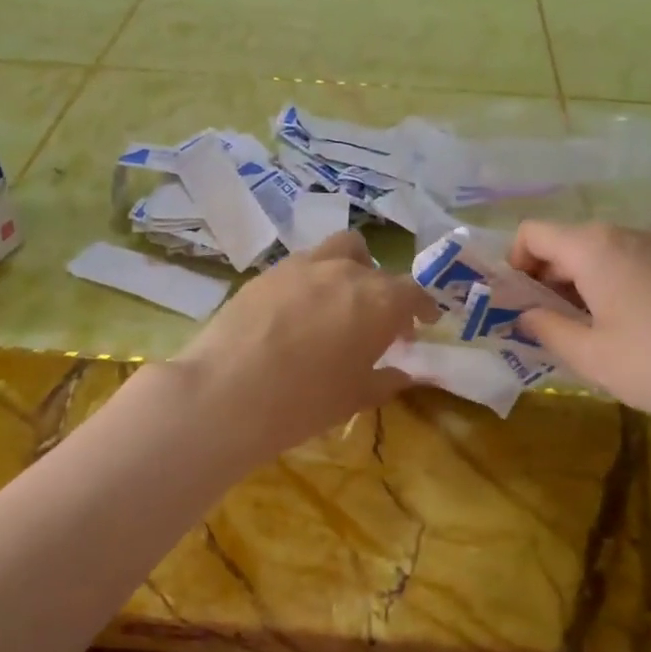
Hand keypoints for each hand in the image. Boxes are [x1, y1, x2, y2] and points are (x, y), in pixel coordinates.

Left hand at [171, 231, 437, 461]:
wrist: (227, 392)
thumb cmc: (304, 401)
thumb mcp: (354, 397)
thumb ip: (385, 380)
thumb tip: (403, 373)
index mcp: (379, 300)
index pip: (413, 292)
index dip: (421, 307)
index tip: (423, 322)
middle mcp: (346, 271)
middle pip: (376, 268)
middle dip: (385, 292)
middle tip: (378, 322)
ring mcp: (302, 265)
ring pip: (339, 250)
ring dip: (349, 269)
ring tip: (340, 301)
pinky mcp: (267, 272)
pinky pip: (301, 266)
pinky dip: (312, 280)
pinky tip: (298, 311)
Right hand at [510, 221, 650, 444]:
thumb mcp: (589, 354)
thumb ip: (546, 327)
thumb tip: (524, 314)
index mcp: (594, 246)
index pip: (532, 233)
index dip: (513, 264)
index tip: (516, 305)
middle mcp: (625, 232)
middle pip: (566, 243)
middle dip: (545, 280)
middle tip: (544, 327)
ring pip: (599, 255)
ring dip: (578, 286)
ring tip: (584, 334)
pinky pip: (630, 264)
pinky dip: (611, 287)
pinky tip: (625, 330)